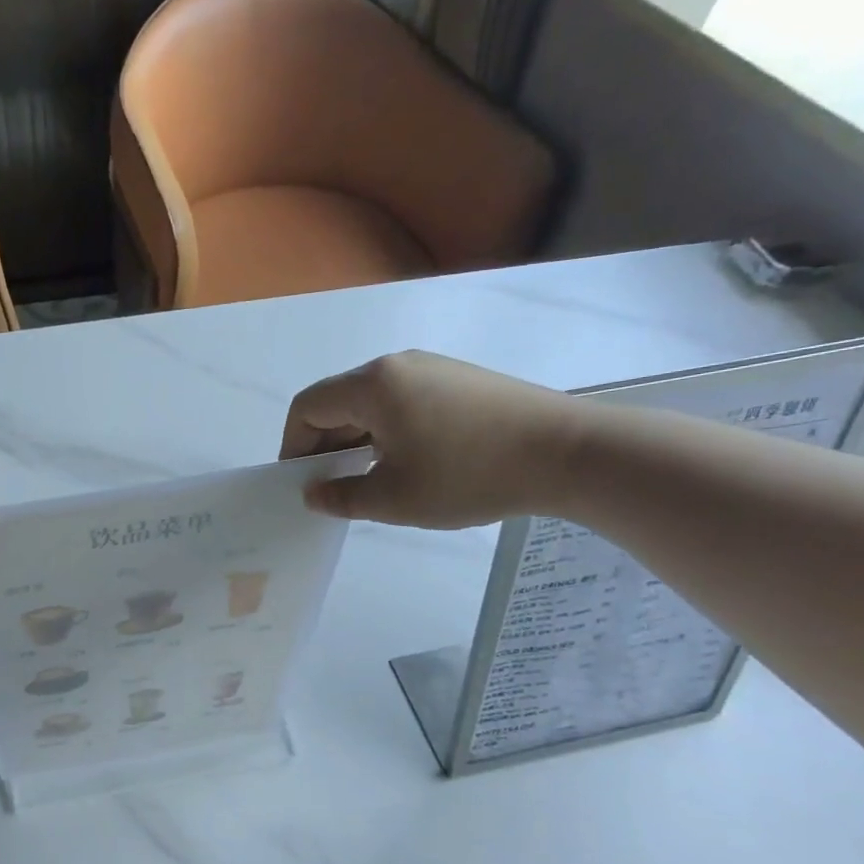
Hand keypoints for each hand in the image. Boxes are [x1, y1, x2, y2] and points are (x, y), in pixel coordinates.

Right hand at [280, 351, 587, 528]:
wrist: (569, 453)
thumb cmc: (469, 475)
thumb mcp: (394, 498)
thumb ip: (342, 498)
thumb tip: (314, 494)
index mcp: (372, 385)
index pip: (308, 407)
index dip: (294, 446)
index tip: (303, 482)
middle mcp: (396, 365)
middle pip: (338, 400)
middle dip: (325, 444)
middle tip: (332, 486)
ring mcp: (432, 368)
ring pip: (371, 401)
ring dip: (356, 438)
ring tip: (370, 478)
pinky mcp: (459, 380)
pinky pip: (402, 400)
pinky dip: (387, 429)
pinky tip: (409, 461)